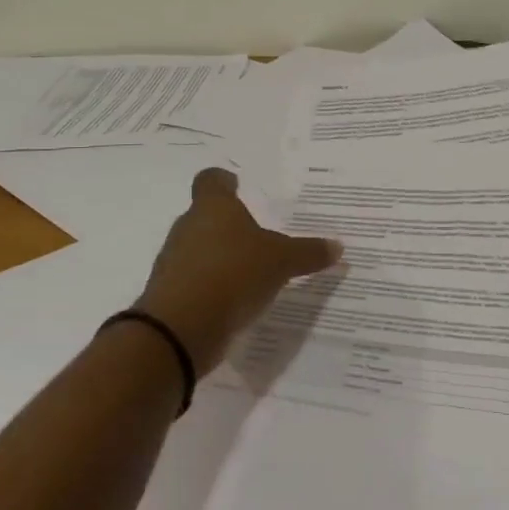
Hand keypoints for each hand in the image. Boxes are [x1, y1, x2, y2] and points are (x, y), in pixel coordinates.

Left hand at [134, 169, 341, 373]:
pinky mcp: (170, 295)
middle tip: (258, 235)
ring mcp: (174, 262)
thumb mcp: (281, 262)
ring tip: (251, 271)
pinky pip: (196, 282)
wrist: (180, 329)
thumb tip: (337, 246)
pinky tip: (236, 300)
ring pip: (199, 250)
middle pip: (206, 217)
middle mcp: (188, 228)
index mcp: (213, 207)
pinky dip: (213, 287)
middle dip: (229, 225)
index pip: (211, 180)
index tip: (237, 185)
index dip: (224, 181)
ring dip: (220, 258)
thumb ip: (308, 252)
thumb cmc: (233, 274)